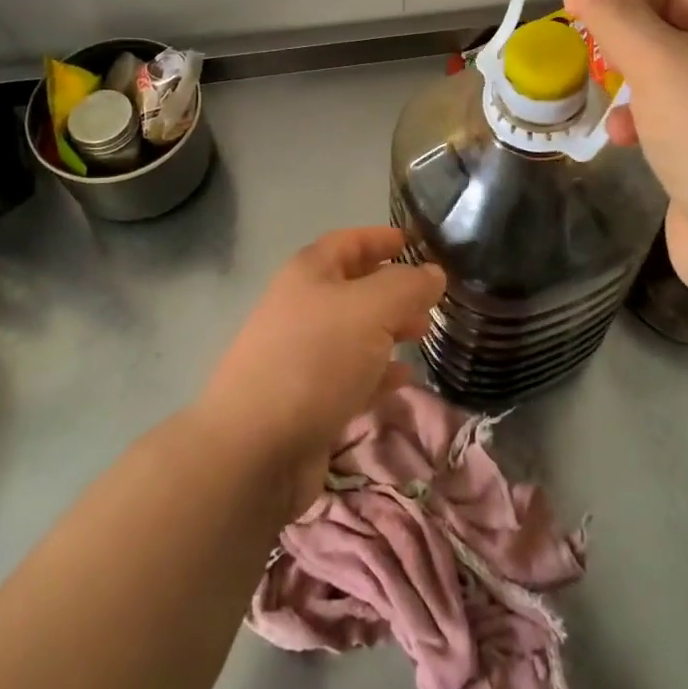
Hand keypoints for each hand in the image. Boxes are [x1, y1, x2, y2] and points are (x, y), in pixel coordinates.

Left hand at [195, 227, 445, 517]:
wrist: (254, 450)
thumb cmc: (315, 360)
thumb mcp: (372, 310)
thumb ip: (408, 286)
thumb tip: (434, 273)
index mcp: (309, 273)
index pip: (350, 241)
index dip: (382, 238)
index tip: (418, 243)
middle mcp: (303, 307)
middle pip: (354, 287)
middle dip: (393, 289)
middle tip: (431, 298)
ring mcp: (302, 356)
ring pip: (355, 332)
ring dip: (389, 330)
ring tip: (423, 334)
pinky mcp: (308, 401)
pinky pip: (351, 376)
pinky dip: (378, 374)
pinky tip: (403, 379)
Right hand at [564, 0, 687, 295]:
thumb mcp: (658, 64)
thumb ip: (617, 16)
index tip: (572, 13)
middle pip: (675, 34)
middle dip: (627, 49)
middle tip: (590, 62)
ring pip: (675, 82)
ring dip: (635, 92)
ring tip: (612, 116)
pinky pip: (684, 123)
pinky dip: (651, 126)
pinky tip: (628, 145)